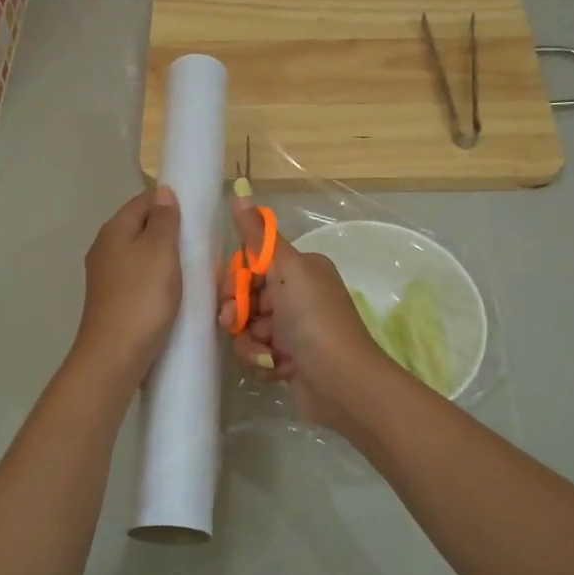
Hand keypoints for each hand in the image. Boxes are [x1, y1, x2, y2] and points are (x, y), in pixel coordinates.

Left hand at [70, 186, 181, 387]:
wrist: (115, 355)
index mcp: (114, 230)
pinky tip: (176, 292)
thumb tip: (163, 192)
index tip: (198, 213)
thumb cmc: (142, 297)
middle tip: (201, 244)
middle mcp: (105, 249)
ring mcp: (108, 277)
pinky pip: (141, 279)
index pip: (144, 200)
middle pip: (142, 228)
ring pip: (142, 255)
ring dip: (167, 259)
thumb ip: (163, 219)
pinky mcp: (114, 300)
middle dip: (171, 232)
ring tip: (195, 269)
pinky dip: (159, 280)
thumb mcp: (160, 251)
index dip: (170, 201)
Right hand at [217, 196, 393, 429]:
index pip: (253, 264)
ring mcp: (293, 329)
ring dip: (249, 343)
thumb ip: (259, 236)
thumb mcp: (287, 270)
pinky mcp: (288, 359)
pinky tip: (276, 368)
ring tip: (265, 354)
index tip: (231, 293)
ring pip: (248, 328)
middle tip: (237, 324)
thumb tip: (239, 192)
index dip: (236, 280)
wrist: (342, 382)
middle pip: (246, 297)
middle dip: (238, 313)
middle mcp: (298, 295)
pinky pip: (257, 353)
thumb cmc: (314, 319)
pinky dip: (262, 361)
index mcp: (301, 269)